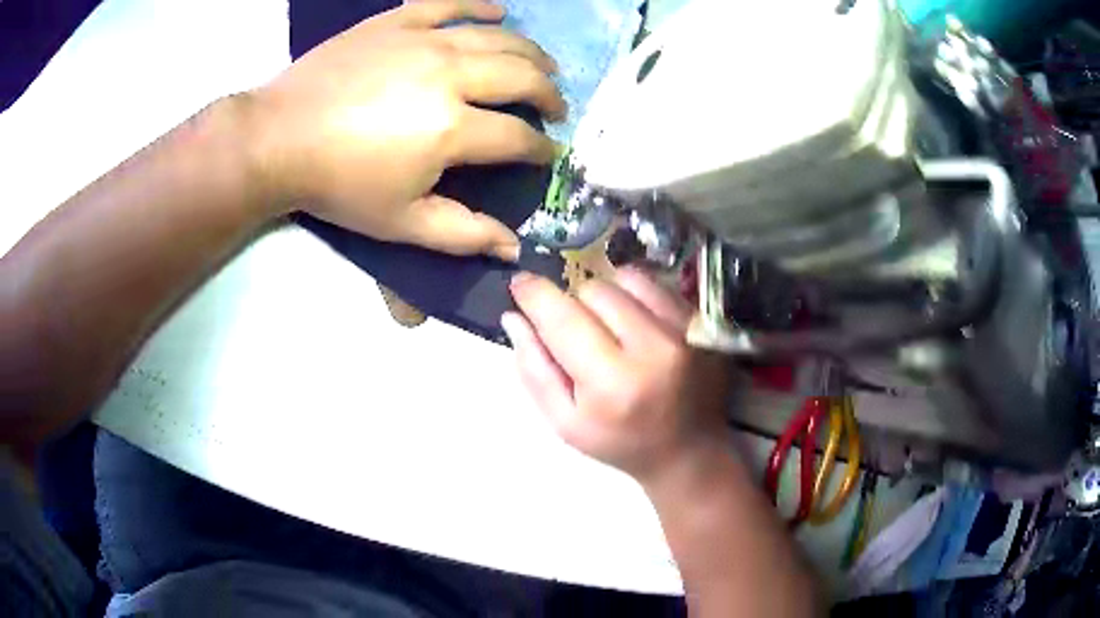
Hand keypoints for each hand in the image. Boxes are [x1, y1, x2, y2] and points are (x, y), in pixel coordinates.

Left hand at [249, 0, 564, 260]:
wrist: (276, 139)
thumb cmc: (337, 185)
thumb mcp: (400, 223)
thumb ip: (462, 234)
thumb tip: (514, 246)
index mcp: (451, 129)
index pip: (517, 137)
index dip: (542, 148)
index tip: (549, 153)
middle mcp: (449, 75)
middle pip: (522, 77)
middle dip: (549, 94)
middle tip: (556, 106)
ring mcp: (422, 41)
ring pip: (498, 37)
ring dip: (531, 52)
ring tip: (544, 65)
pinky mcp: (396, 22)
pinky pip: (449, 4)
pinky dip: (480, 6)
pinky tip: (499, 12)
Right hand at [503, 268, 728, 481]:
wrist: (686, 452)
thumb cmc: (619, 442)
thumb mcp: (565, 422)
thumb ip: (534, 369)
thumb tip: (513, 316)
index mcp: (611, 383)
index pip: (562, 319)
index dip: (534, 294)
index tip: (519, 284)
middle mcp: (652, 348)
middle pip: (592, 291)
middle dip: (574, 306)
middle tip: (579, 335)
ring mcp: (683, 331)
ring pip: (623, 279)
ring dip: (605, 297)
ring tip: (610, 328)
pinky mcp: (700, 322)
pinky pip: (654, 283)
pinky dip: (635, 295)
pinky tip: (636, 323)